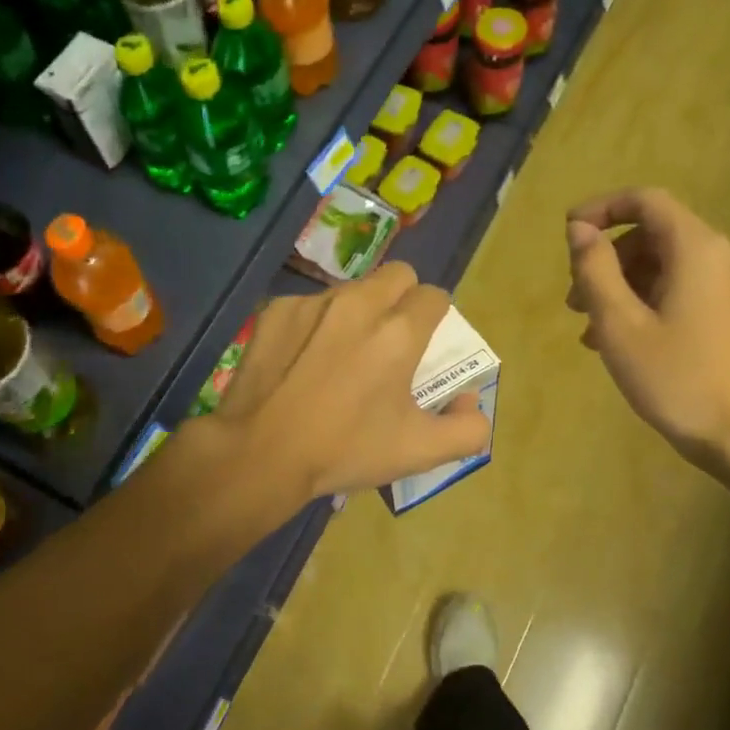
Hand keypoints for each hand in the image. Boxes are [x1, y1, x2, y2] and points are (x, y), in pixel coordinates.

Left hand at [211, 262, 491, 499]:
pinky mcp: (276, 310)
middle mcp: (358, 304)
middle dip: (403, 299)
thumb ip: (467, 429)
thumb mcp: (419, 452)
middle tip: (390, 340)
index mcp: (399, 332)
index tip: (423, 347)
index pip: (435, 296)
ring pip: (352, 289)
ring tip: (341, 355)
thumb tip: (470, 402)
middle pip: (398, 275)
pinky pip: (309, 305)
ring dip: (358, 312)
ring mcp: (312, 303)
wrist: (260, 453)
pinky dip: (315, 326)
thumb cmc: (344, 451)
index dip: (435, 319)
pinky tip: (301, 362)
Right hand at [565, 188, 729, 470]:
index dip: (601, 210)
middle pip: (651, 234)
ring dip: (621, 286)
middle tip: (574, 301)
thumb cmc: (678, 378)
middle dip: (606, 259)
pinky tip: (620, 341)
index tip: (567, 234)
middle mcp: (719, 255)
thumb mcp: (620, 324)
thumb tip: (579, 229)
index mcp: (696, 248)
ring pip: (663, 265)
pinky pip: (679, 289)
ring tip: (589, 329)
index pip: (645, 201)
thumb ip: (595, 270)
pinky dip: (644, 302)